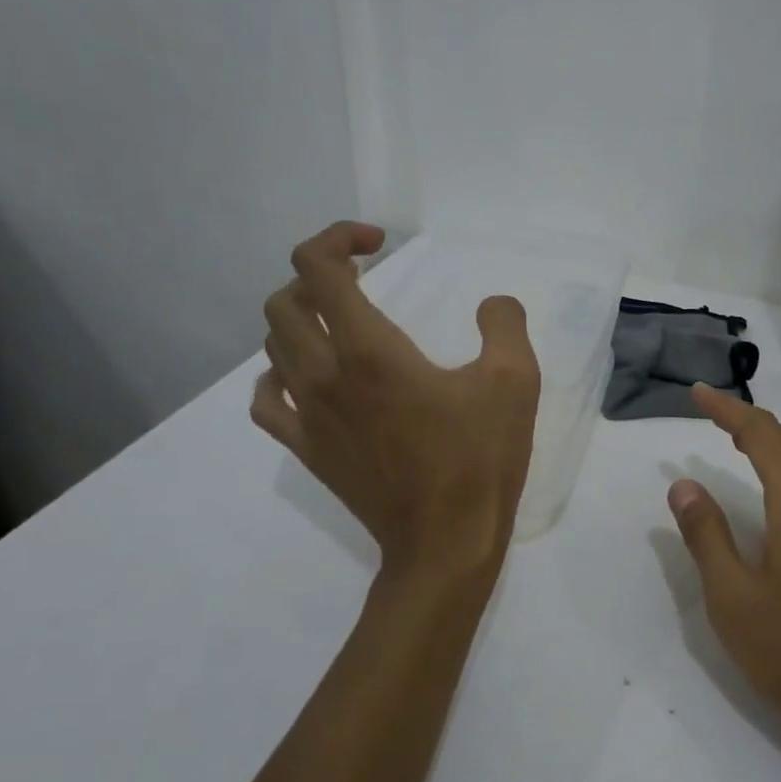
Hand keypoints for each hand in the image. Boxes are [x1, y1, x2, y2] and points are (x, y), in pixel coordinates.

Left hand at [253, 222, 541, 577]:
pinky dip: (278, 374)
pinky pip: (266, 398)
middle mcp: (324, 374)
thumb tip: (493, 304)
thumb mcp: (514, 383)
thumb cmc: (479, 460)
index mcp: (369, 350)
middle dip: (318, 276)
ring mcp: (307, 415)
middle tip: (363, 283)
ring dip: (301, 319)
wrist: (444, 543)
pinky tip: (307, 378)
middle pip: (283, 300)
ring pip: (273, 344)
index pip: (317, 268)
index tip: (377, 244)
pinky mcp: (306, 449)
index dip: (338, 238)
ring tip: (342, 325)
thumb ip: (504, 325)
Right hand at [668, 385, 780, 753]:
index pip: (762, 437)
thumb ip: (706, 535)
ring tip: (736, 442)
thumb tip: (683, 485)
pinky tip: (772, 497)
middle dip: (750, 421)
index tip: (697, 394)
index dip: (729, 409)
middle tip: (712, 412)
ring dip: (771, 446)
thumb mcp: (731, 596)